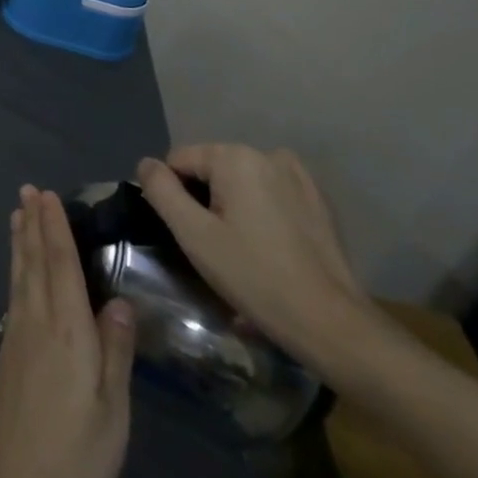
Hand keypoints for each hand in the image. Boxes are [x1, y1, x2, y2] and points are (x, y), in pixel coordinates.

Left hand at [0, 186, 137, 477]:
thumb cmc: (74, 457)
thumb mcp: (112, 412)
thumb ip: (115, 352)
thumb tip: (121, 302)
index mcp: (67, 330)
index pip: (60, 264)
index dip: (55, 228)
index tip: (48, 195)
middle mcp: (37, 322)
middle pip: (33, 261)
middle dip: (32, 223)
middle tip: (27, 190)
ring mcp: (18, 337)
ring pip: (20, 275)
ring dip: (20, 241)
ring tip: (17, 214)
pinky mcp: (8, 355)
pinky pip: (14, 293)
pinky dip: (16, 269)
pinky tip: (18, 271)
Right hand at [135, 145, 378, 374]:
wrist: (331, 323)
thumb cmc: (254, 276)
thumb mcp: (193, 235)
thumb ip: (161, 191)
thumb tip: (146, 164)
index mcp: (235, 156)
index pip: (179, 161)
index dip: (174, 196)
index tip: (188, 234)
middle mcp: (267, 154)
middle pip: (212, 169)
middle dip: (205, 200)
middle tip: (214, 246)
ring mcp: (298, 175)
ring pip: (241, 182)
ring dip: (233, 206)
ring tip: (241, 250)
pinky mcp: (318, 200)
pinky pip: (271, 194)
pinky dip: (262, 212)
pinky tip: (270, 248)